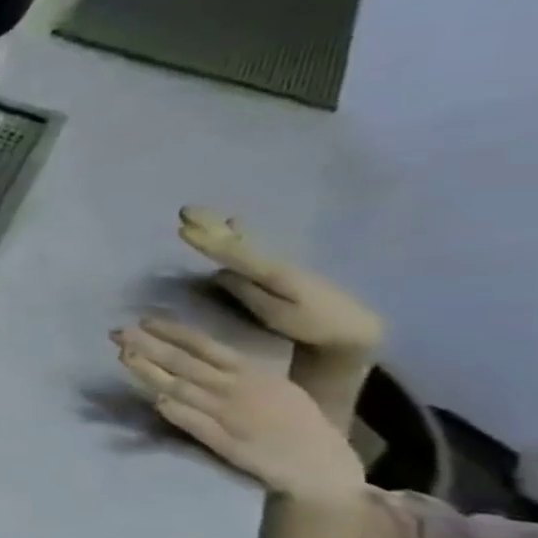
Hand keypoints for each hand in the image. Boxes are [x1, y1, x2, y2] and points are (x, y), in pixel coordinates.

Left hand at [113, 318, 364, 506]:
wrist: (321, 466)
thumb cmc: (297, 422)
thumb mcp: (274, 386)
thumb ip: (236, 371)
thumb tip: (197, 354)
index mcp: (252, 373)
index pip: (205, 346)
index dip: (173, 332)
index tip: (143, 320)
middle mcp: (236, 389)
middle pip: (184, 363)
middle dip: (148, 345)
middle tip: (117, 332)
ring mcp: (228, 415)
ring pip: (180, 388)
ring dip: (150, 372)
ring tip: (123, 356)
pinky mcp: (223, 442)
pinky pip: (192, 422)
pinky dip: (174, 410)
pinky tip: (155, 400)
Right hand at [178, 207, 381, 356]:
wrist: (356, 328)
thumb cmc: (316, 325)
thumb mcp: (280, 316)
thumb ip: (249, 293)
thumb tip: (219, 273)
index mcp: (273, 272)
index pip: (233, 252)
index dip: (207, 241)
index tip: (181, 228)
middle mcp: (274, 261)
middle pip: (236, 240)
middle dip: (209, 225)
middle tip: (184, 209)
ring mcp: (279, 263)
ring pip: (244, 239)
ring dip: (219, 226)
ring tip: (200, 213)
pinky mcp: (282, 269)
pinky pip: (252, 245)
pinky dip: (239, 233)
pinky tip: (234, 224)